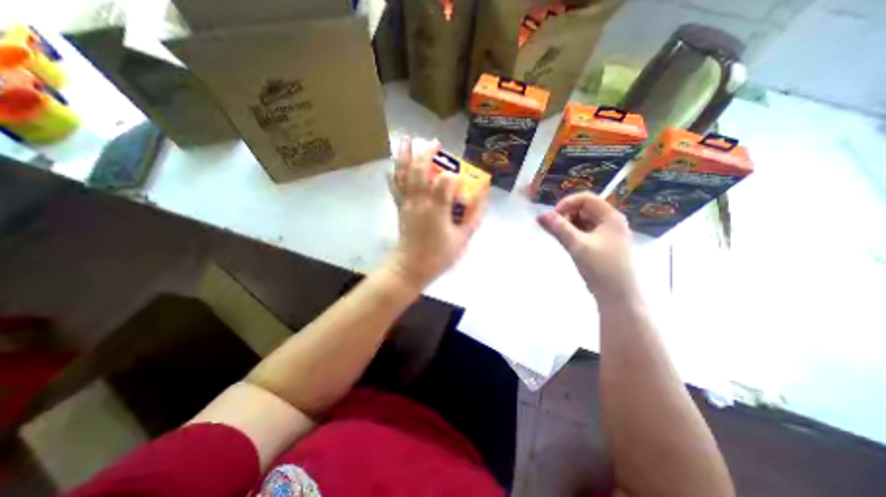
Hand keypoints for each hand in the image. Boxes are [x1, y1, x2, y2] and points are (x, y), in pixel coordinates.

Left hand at [386, 136, 486, 290]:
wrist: (411, 268)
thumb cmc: (439, 255)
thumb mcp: (463, 238)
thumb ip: (475, 216)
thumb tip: (483, 195)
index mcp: (437, 208)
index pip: (445, 181)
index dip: (454, 176)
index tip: (460, 179)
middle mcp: (419, 201)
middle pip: (420, 170)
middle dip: (427, 153)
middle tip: (435, 143)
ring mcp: (407, 203)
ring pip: (403, 175)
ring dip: (405, 156)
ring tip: (406, 139)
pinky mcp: (400, 208)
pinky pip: (395, 188)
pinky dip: (393, 175)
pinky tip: (392, 166)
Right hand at [536, 192, 640, 303]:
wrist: (617, 295)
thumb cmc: (601, 267)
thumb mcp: (577, 245)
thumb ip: (559, 228)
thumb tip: (540, 215)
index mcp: (611, 217)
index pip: (586, 198)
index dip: (568, 203)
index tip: (554, 216)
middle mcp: (610, 222)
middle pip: (584, 209)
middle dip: (566, 215)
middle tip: (555, 229)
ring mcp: (606, 234)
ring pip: (582, 221)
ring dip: (568, 225)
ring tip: (560, 237)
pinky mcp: (601, 244)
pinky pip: (584, 232)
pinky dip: (573, 234)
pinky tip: (567, 243)